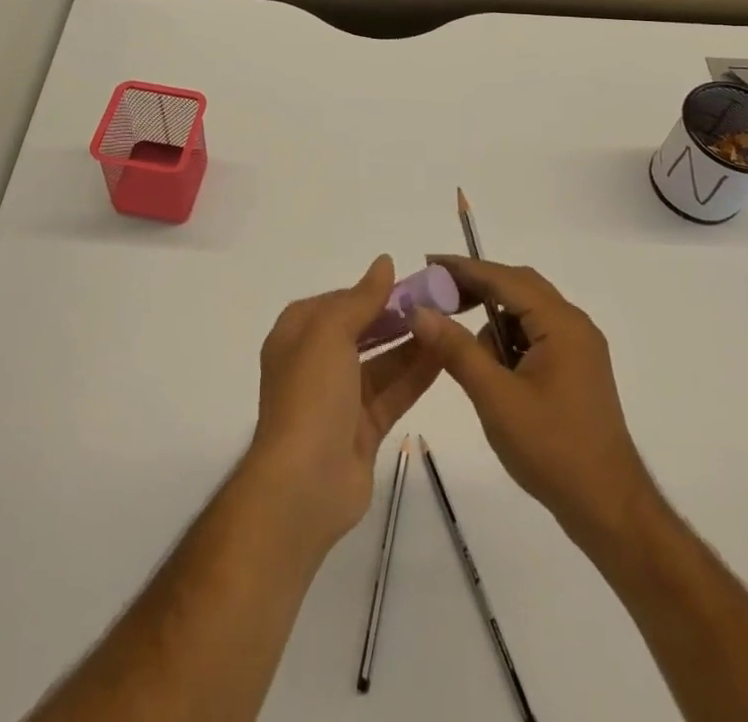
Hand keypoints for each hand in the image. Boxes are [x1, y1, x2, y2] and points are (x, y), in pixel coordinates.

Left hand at [247, 255, 440, 552]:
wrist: (303, 485)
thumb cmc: (311, 395)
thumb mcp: (331, 333)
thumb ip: (361, 298)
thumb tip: (384, 262)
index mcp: (297, 335)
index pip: (337, 302)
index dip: (371, 292)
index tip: (409, 283)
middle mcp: (315, 362)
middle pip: (361, 330)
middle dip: (395, 317)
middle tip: (438, 304)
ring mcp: (339, 398)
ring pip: (381, 362)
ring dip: (411, 344)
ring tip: (449, 325)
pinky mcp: (362, 429)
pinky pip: (393, 393)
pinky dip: (416, 376)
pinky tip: (445, 358)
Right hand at [409, 257, 655, 552]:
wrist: (609, 509)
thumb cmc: (552, 450)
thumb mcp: (495, 398)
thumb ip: (456, 349)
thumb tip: (419, 311)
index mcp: (561, 323)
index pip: (504, 278)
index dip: (463, 269)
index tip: (427, 263)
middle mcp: (574, 325)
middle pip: (518, 287)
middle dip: (476, 288)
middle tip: (436, 297)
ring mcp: (579, 348)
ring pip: (526, 312)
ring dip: (492, 318)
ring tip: (459, 343)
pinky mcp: (576, 369)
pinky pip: (535, 335)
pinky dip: (508, 340)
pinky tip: (490, 367)